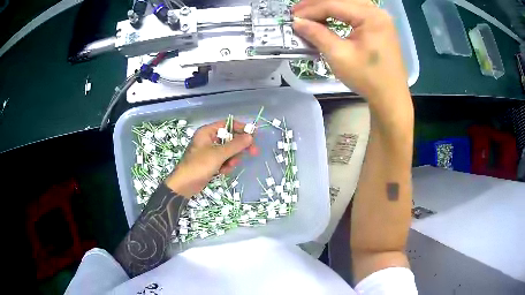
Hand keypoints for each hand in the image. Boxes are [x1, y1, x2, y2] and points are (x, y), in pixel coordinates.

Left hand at [165, 120, 258, 197]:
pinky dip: (226, 165)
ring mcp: (210, 151)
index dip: (241, 128)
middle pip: (230, 138)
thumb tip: (250, 136)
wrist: (184, 185)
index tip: (254, 135)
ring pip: (229, 151)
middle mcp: (209, 139)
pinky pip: (224, 160)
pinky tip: (222, 172)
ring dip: (232, 159)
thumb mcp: (218, 154)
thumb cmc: (199, 166)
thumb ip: (235, 145)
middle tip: (254, 152)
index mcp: (207, 132)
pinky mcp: (211, 162)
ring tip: (228, 166)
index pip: (228, 124)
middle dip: (239, 147)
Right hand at [292, 0, 409, 105]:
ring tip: (309, 14)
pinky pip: (355, 11)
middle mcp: (377, 12)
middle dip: (317, 5)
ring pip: (348, 3)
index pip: (334, 4)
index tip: (292, 17)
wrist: (390, 97)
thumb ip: (317, 35)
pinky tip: (328, 18)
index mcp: (371, 17)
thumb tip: (297, 22)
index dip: (310, 10)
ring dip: (327, 7)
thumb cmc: (368, 78)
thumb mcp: (339, 56)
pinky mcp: (379, 25)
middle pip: (341, 0)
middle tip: (297, 13)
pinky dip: (339, 13)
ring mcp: (380, 18)